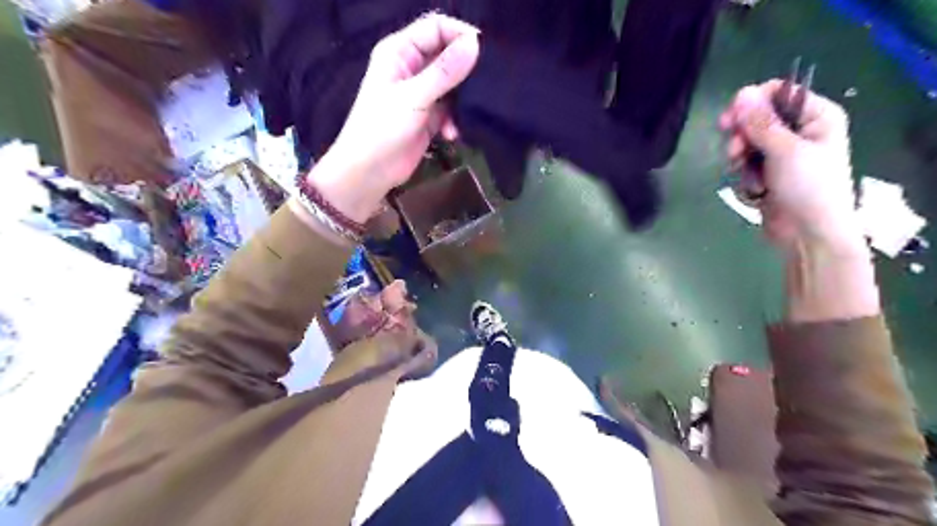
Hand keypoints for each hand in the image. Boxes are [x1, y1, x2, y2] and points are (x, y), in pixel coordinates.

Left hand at [308, 15, 479, 223]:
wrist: (369, 171)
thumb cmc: (382, 128)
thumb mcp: (414, 96)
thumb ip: (445, 71)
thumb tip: (475, 44)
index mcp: (400, 52)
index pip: (436, 28)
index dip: (460, 34)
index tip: (484, 51)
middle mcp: (411, 68)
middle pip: (447, 55)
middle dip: (466, 69)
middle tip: (485, 83)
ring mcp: (421, 93)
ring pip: (452, 84)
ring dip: (461, 100)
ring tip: (467, 114)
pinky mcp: (428, 117)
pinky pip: (450, 109)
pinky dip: (454, 120)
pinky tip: (451, 134)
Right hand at [719, 79, 865, 255]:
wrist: (807, 234)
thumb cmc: (807, 187)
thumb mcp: (784, 151)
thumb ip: (761, 123)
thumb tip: (741, 93)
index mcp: (817, 117)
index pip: (779, 93)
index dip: (752, 102)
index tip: (729, 118)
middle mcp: (800, 131)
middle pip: (758, 119)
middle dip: (742, 135)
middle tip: (733, 151)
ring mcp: (783, 154)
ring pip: (748, 143)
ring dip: (741, 158)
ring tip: (743, 174)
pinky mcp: (768, 174)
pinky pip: (746, 164)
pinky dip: (744, 175)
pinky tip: (752, 188)